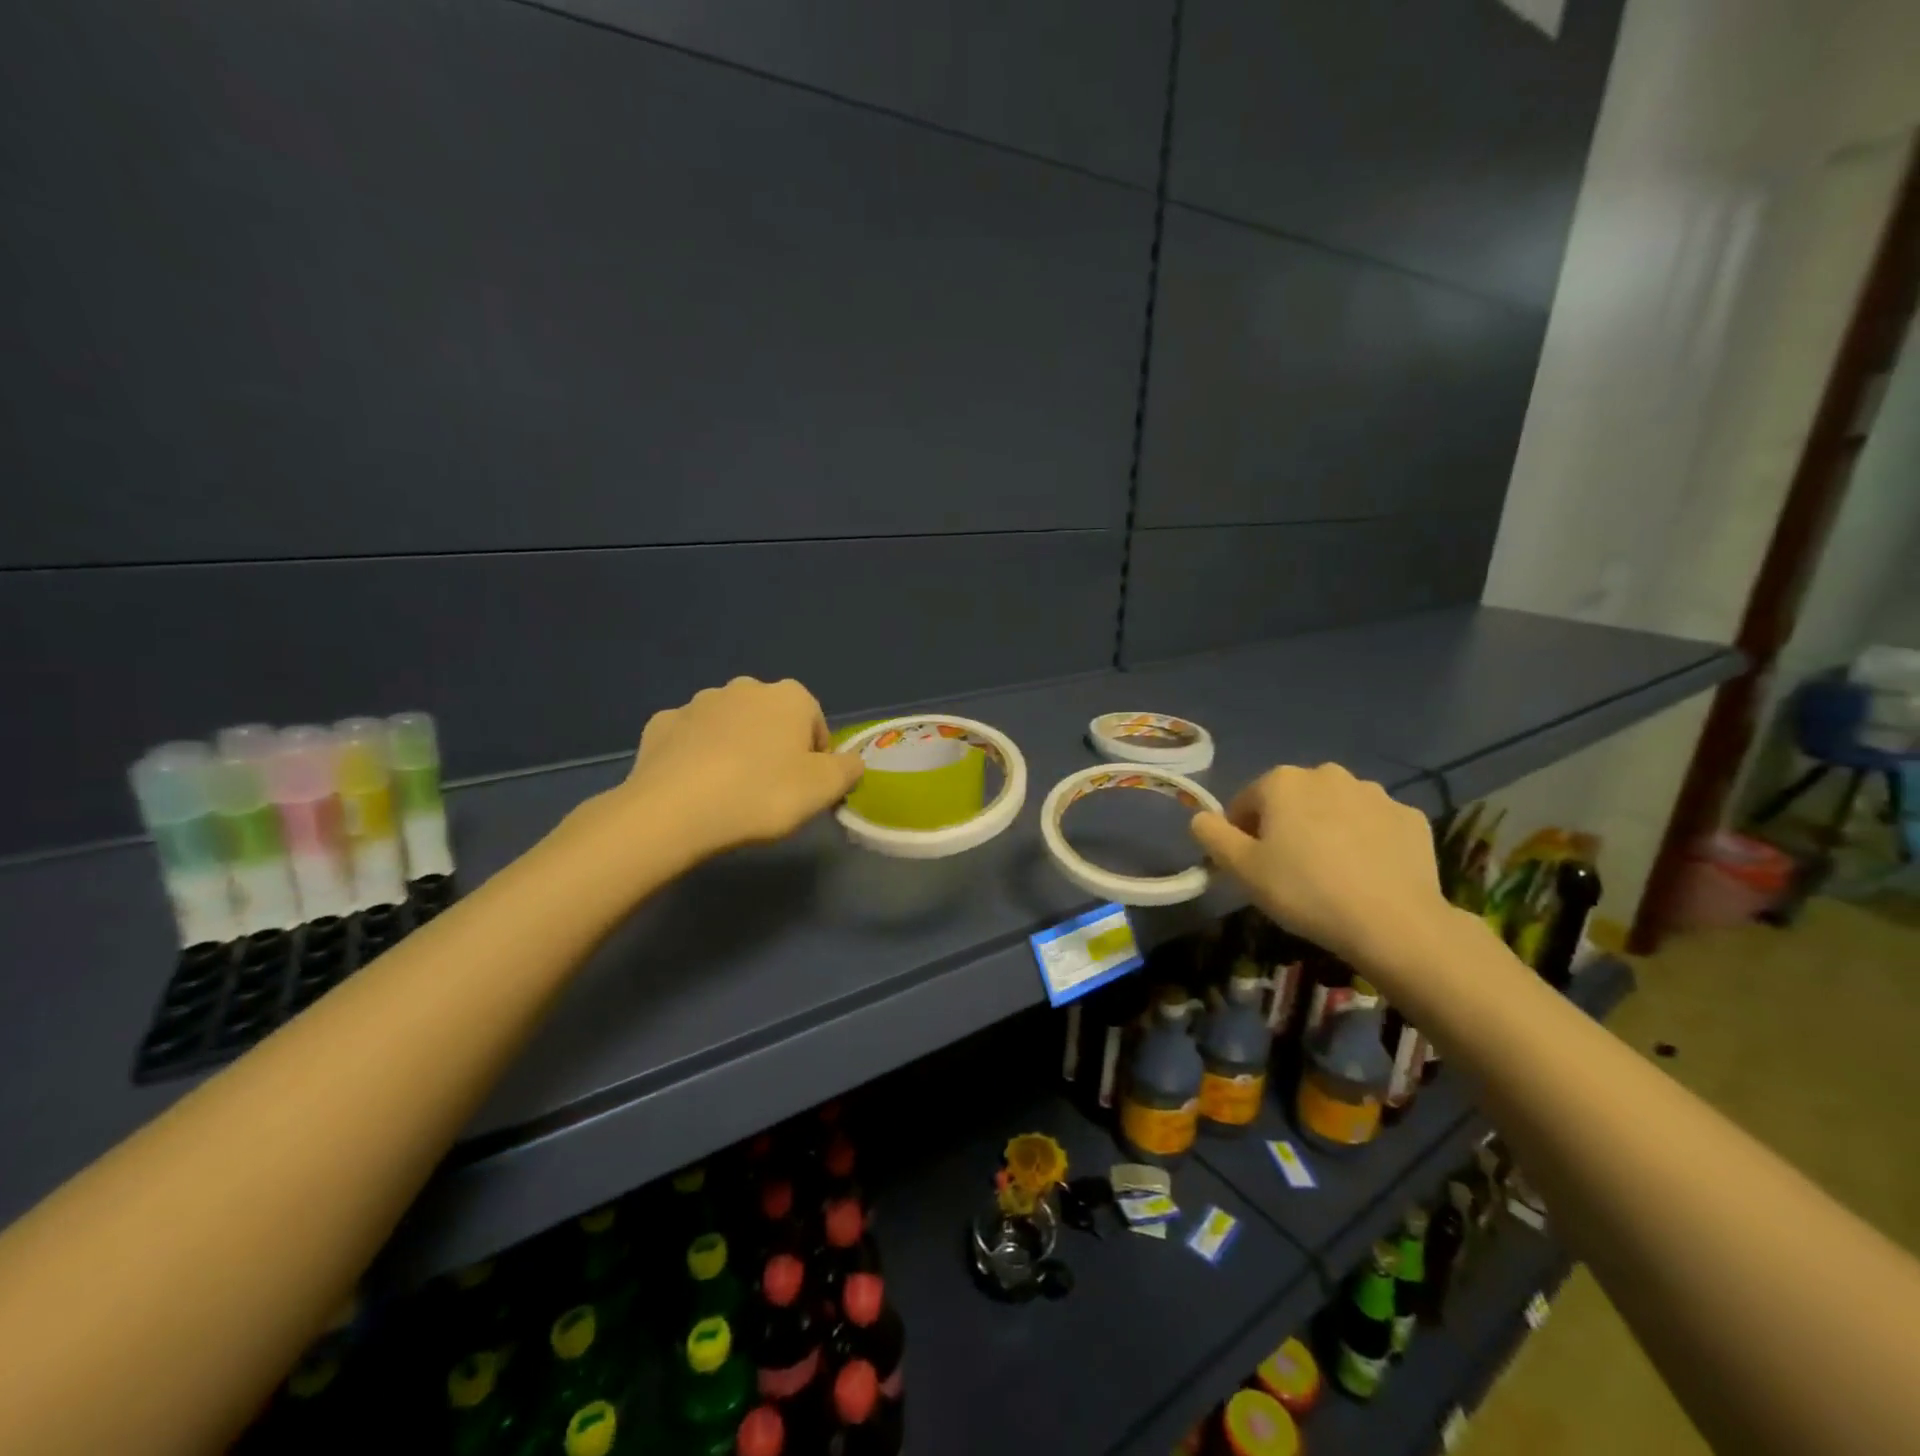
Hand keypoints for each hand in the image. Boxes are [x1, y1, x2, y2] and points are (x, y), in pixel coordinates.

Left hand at [609, 677, 865, 860]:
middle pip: (771, 718)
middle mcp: (744, 688)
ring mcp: (697, 703)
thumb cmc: (762, 793)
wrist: (674, 810)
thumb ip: (848, 770)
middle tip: (770, 789)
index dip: (816, 756)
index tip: (806, 786)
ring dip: (735, 747)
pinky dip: (696, 755)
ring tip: (730, 790)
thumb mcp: (824, 789)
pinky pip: (690, 738)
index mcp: (789, 697)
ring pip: (729, 725)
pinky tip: (694, 786)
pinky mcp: (661, 723)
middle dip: (774, 745)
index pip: (815, 722)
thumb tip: (852, 761)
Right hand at [1189, 763, 1448, 965]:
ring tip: (1330, 873)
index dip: (1242, 834)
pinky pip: (1373, 824)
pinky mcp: (1410, 816)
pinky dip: (1365, 840)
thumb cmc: (1304, 890)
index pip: (1246, 802)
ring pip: (1335, 809)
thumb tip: (1200, 818)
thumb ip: (1212, 835)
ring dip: (1326, 829)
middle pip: (1292, 800)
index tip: (1251, 866)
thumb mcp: (1241, 869)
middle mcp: (1328, 774)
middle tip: (1289, 870)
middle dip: (1286, 827)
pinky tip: (1366, 873)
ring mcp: (1374, 793)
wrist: (1393, 922)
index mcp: (1282, 781)